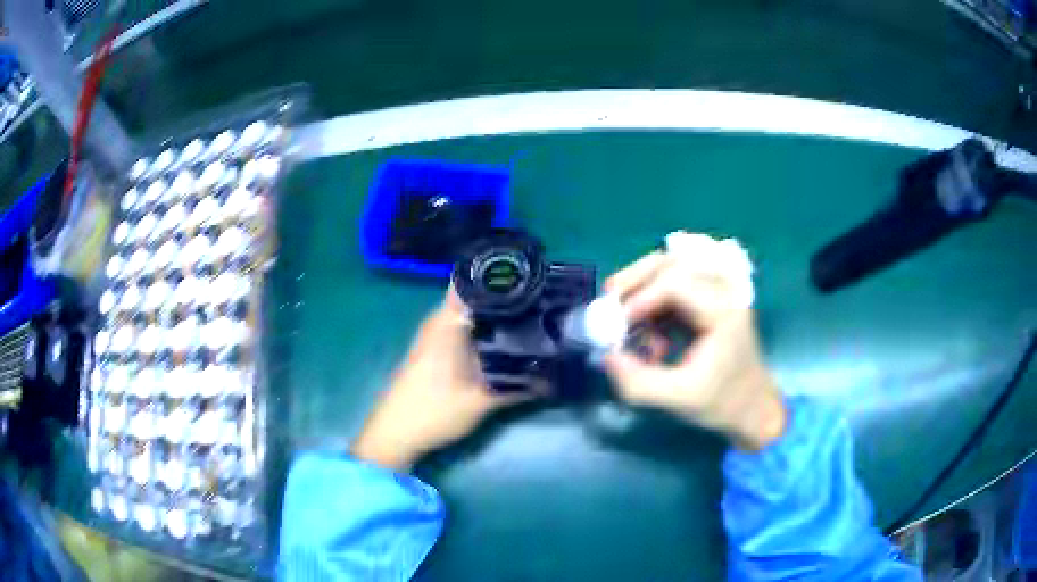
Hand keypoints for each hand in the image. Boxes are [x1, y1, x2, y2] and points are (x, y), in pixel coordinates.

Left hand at [351, 289, 531, 470]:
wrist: (395, 433)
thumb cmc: (434, 413)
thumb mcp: (480, 403)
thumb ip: (517, 390)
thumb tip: (553, 381)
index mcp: (448, 322)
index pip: (475, 282)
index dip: (503, 276)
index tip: (533, 277)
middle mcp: (440, 320)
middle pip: (477, 296)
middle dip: (508, 297)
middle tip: (543, 300)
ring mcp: (436, 333)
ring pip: (472, 313)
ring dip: (497, 315)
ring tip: (533, 315)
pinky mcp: (435, 348)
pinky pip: (464, 327)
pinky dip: (485, 329)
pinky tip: (507, 339)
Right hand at [602, 250, 786, 450]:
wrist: (751, 405)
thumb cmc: (722, 402)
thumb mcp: (680, 400)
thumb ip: (640, 383)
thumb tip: (606, 356)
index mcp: (725, 310)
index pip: (677, 282)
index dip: (641, 298)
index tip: (617, 326)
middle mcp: (723, 290)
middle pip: (671, 262)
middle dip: (635, 280)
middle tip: (608, 302)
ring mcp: (717, 290)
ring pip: (668, 269)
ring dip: (641, 292)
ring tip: (632, 329)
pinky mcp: (708, 297)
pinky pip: (671, 285)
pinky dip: (651, 303)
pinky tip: (650, 336)